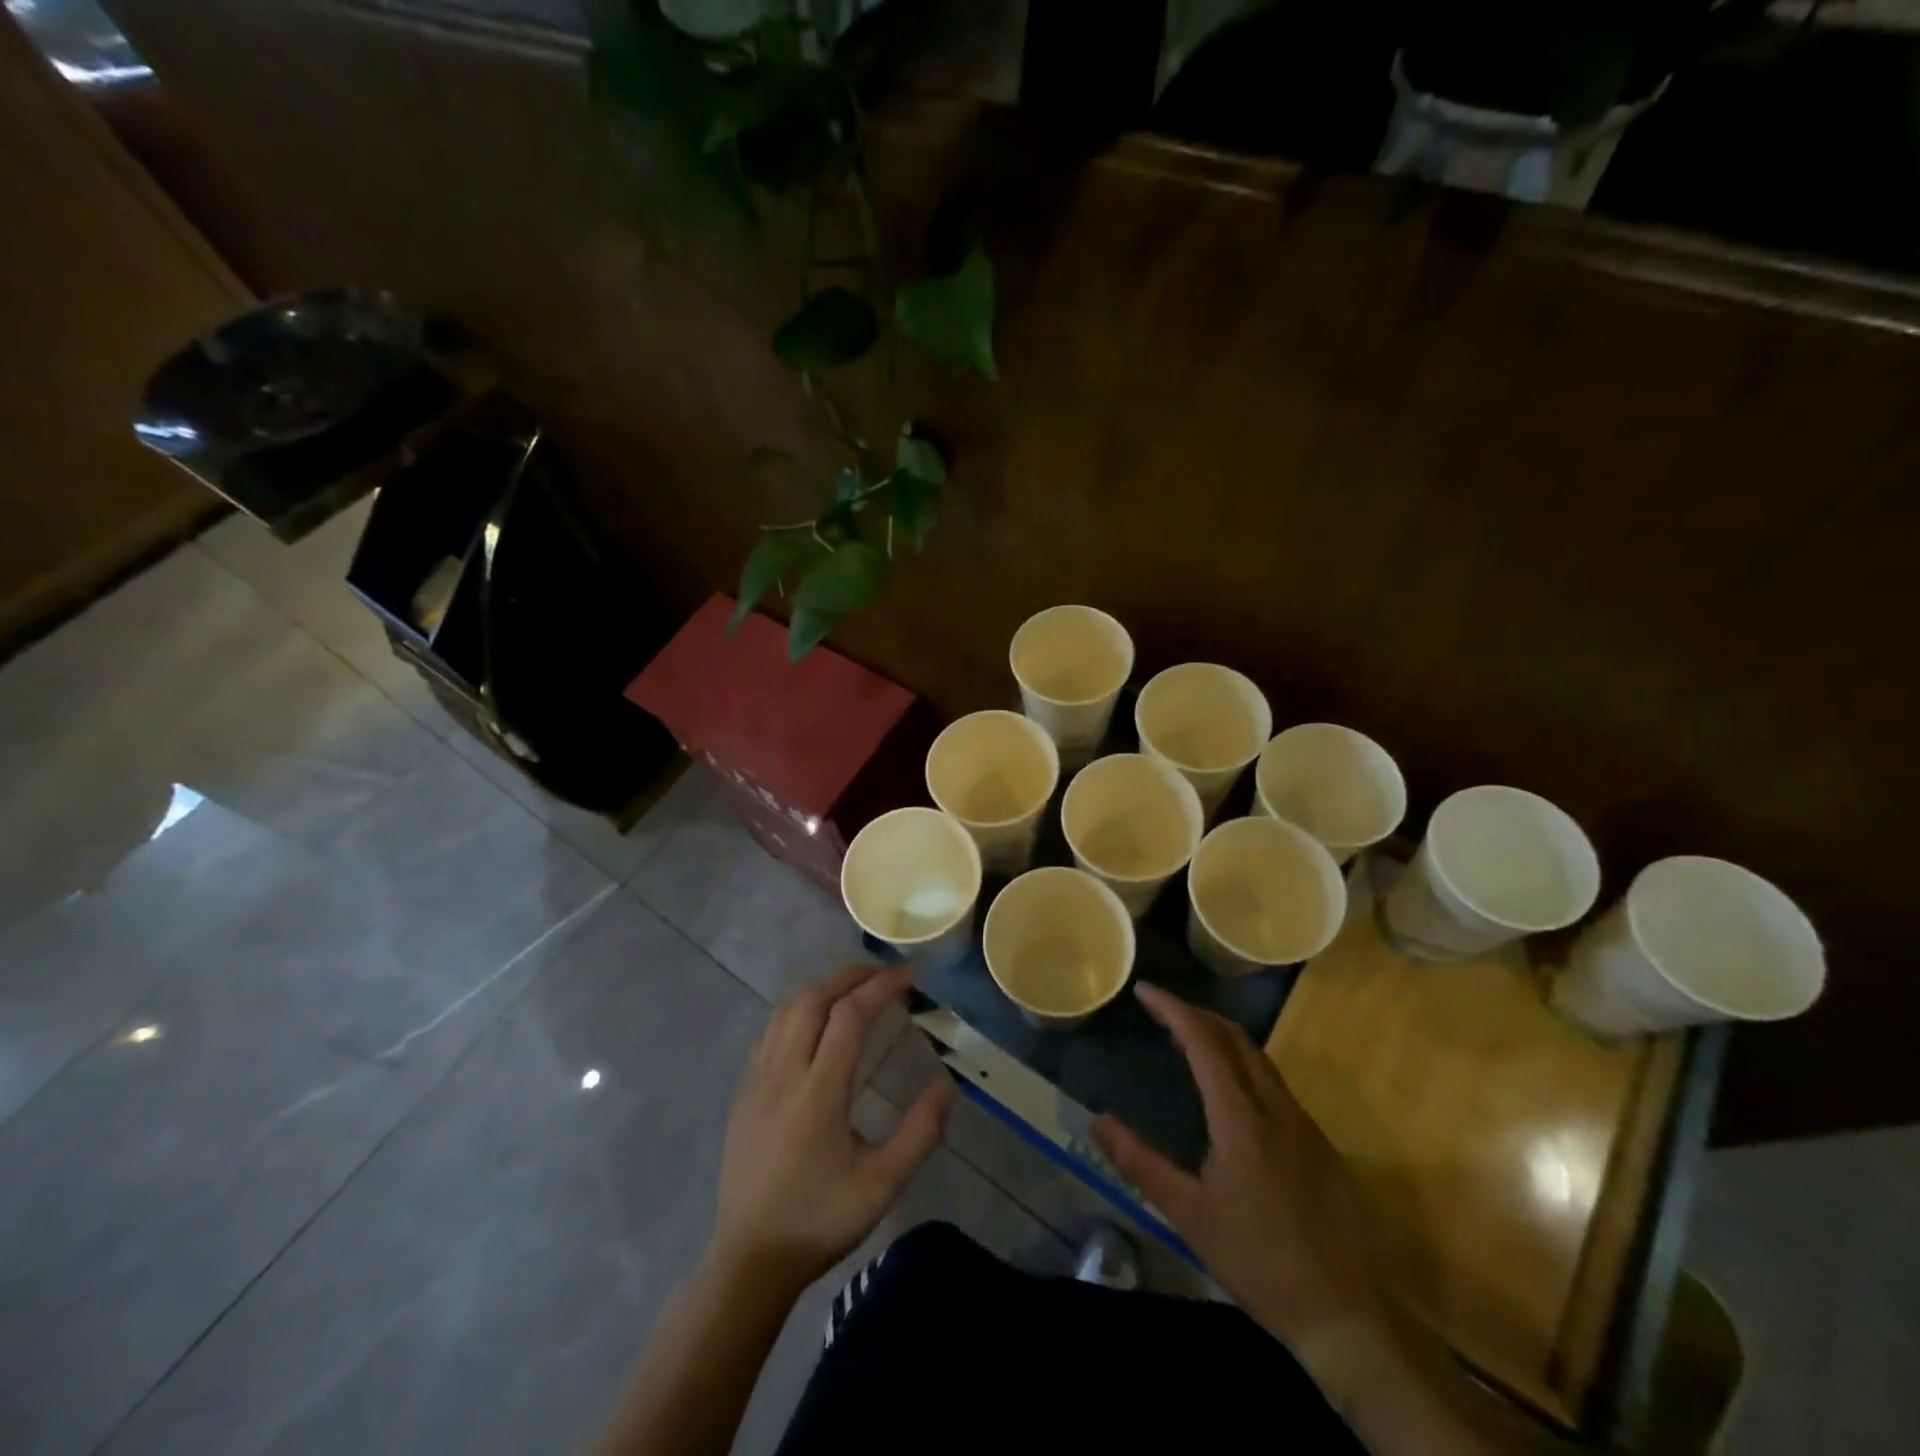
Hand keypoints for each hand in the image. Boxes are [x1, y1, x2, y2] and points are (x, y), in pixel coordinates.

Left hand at [711, 964, 953, 1296]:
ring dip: (824, 989)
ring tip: (856, 992)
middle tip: (886, 975)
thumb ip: (920, 1133)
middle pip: (814, 998)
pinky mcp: (744, 1091)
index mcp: (819, 1092)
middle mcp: (784, 1072)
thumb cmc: (820, 1220)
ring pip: (787, 1009)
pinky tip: (816, 1025)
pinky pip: (771, 1030)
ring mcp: (757, 1079)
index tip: (911, 977)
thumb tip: (946, 1084)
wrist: (749, 1260)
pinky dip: (799, 1010)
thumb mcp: (882, 1185)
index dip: (882, 986)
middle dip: (852, 976)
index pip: (849, 1015)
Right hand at [1092, 984, 1388, 1352]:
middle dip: (1197, 1014)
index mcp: (1240, 1118)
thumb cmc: (1259, 1262)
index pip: (1204, 1041)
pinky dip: (1244, 1066)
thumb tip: (1098, 1120)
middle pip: (1235, 1038)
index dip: (1173, 1009)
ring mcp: (1304, 1125)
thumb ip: (1140, 1163)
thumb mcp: (1188, 1215)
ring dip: (1222, 1038)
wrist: (1347, 1315)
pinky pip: (1275, 1085)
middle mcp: (1276, 1108)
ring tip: (1189, 1040)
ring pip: (1260, 1059)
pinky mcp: (1320, 1145)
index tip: (1145, 990)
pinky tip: (1231, 1094)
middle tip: (1162, 1010)